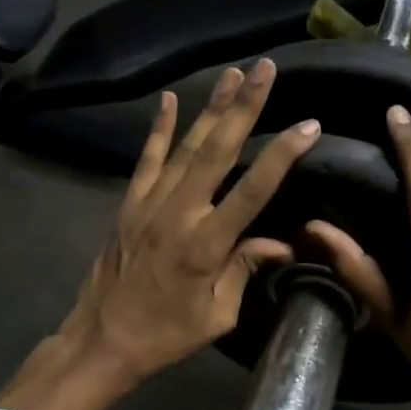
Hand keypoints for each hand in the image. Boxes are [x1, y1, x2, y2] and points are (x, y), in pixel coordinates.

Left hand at [0, 60, 319, 409]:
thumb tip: (280, 243)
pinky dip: (159, 129)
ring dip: (211, 107)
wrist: (101, 340)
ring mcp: (149, 204)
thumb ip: (245, 271)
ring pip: (186, 146)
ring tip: (234, 73)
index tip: (309, 125)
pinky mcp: (129, 204)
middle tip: (266, 70)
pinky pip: (147, 159)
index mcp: (206, 245)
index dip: (282, 155)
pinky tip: (169, 99)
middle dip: (245, 107)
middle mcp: (179, 214)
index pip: (253, 190)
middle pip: (217, 150)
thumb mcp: (217, 316)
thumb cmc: (165, 335)